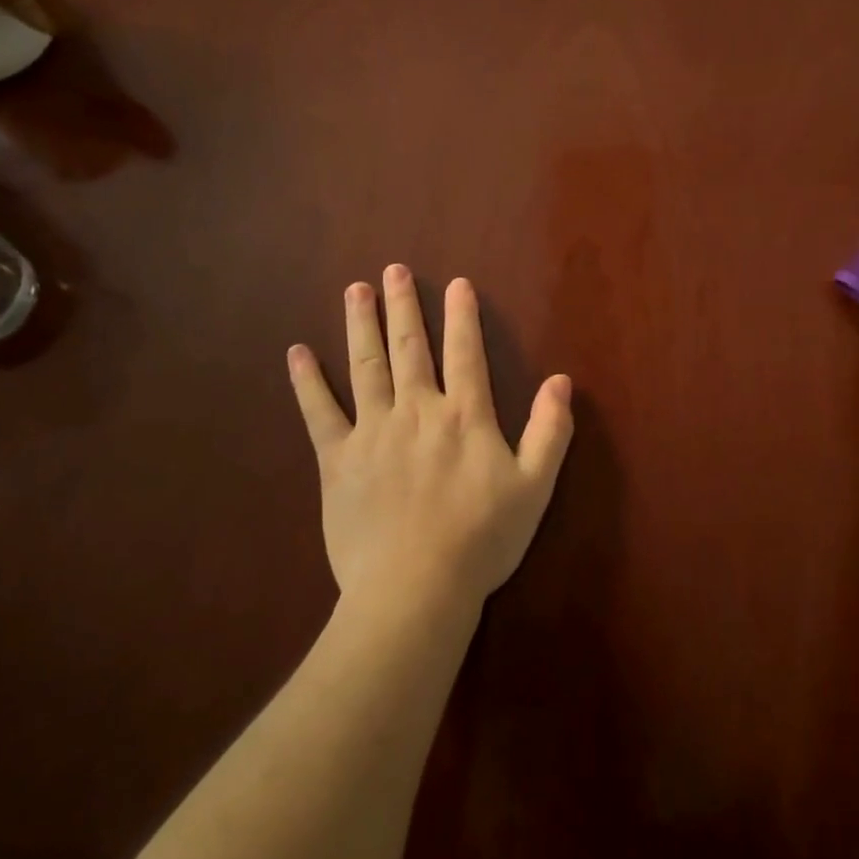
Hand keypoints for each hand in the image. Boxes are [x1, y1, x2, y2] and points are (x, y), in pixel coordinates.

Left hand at [287, 266, 573, 614]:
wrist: (416, 588)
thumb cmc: (482, 539)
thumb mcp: (535, 487)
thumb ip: (550, 430)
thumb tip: (561, 380)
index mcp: (464, 416)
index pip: (464, 352)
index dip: (462, 315)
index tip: (456, 283)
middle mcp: (416, 410)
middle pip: (409, 347)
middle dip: (403, 306)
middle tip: (393, 270)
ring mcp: (372, 432)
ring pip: (365, 366)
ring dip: (360, 324)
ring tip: (355, 289)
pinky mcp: (337, 460)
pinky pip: (318, 413)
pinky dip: (307, 382)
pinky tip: (297, 353)